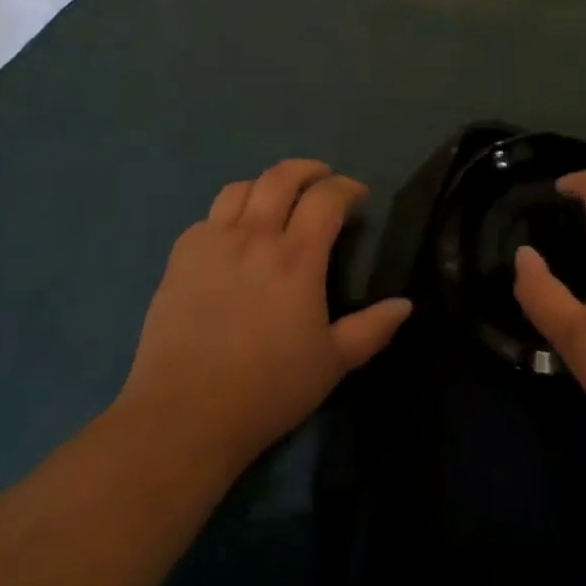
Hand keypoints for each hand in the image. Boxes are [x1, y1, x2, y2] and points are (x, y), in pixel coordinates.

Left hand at [116, 160, 410, 479]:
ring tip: (276, 200)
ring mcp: (212, 243)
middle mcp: (255, 236)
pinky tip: (233, 237)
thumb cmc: (267, 389)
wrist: (184, 415)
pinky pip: (207, 218)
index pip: (326, 197)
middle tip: (322, 179)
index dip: (346, 187)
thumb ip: (372, 329)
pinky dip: (227, 215)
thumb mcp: (332, 364)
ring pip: (240, 188)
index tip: (358, 195)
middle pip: (281, 177)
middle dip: (308, 170)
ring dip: (265, 185)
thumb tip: (405, 304)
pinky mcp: (180, 258)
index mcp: (297, 257)